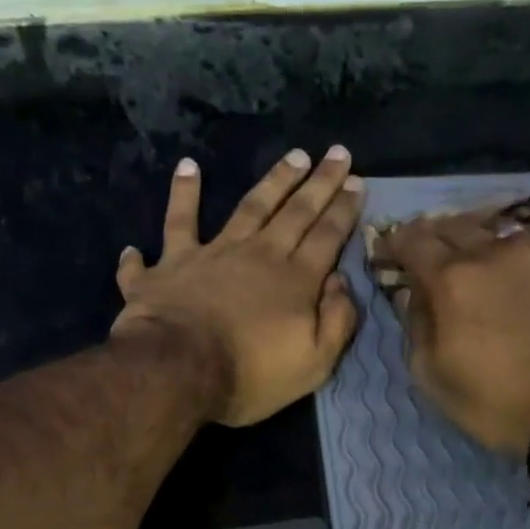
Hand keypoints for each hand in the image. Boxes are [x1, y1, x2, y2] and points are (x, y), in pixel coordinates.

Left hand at [112, 148, 362, 426]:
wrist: (176, 371)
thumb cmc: (248, 376)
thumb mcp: (313, 365)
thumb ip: (336, 322)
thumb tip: (341, 282)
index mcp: (294, 281)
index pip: (327, 236)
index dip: (344, 209)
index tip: (358, 181)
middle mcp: (257, 255)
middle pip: (295, 212)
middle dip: (319, 182)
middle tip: (336, 153)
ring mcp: (212, 254)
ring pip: (247, 206)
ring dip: (272, 180)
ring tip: (291, 155)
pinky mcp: (171, 263)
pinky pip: (175, 224)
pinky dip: (180, 195)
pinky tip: (186, 168)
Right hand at [376, 207, 529, 456]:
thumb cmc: (496, 402)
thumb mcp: (433, 377)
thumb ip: (417, 327)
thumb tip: (414, 295)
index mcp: (453, 280)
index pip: (414, 241)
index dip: (397, 242)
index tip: (391, 251)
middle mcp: (496, 252)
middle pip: (456, 226)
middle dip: (436, 236)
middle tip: (431, 251)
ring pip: (504, 228)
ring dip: (483, 239)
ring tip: (483, 255)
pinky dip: (528, 248)